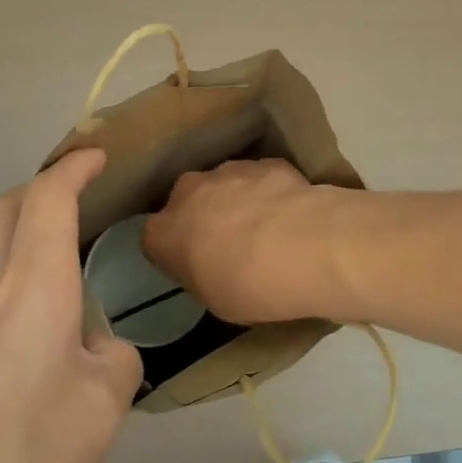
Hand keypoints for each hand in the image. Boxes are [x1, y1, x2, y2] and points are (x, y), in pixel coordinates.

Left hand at [0, 149, 141, 462]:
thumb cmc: (27, 447)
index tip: (97, 156)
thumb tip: (97, 351)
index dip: (73, 168)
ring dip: (20, 245)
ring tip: (62, 286)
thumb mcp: (105, 405)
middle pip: (1, 212)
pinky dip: (8, 297)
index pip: (48, 199)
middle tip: (71, 200)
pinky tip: (31, 353)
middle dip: (36, 191)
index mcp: (32, 284)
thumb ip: (115, 361)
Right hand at [143, 159, 351, 326]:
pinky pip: (261, 178)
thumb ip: (202, 274)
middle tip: (229, 243)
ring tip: (267, 228)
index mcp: (164, 232)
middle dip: (203, 216)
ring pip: (225, 184)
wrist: (305, 248)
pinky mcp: (267, 163)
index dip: (175, 251)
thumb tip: (211, 264)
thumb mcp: (215, 300)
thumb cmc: (250, 287)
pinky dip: (271, 191)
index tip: (195, 265)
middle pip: (188, 201)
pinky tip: (291, 213)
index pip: (155, 238)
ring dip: (237, 200)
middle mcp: (189, 192)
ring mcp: (229, 171)